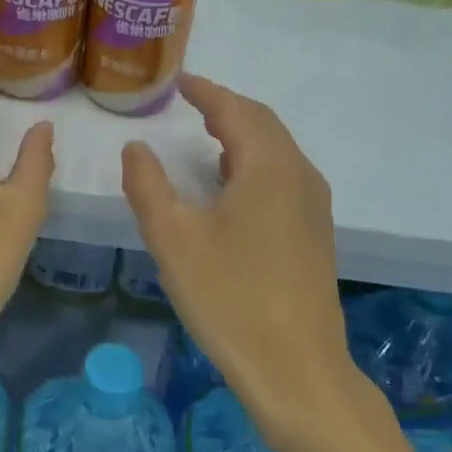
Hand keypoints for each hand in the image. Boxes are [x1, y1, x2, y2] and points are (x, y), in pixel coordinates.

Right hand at [122, 75, 372, 434]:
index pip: (234, 109)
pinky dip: (255, 161)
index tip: (179, 81)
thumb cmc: (229, 297)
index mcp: (268, 166)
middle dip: (225, 107)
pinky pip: (283, 175)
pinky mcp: (316, 233)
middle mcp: (299, 175)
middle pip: (262, 123)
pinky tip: (232, 184)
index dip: (205, 91)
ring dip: (242, 133)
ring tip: (207, 135)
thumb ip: (147, 185)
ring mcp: (314, 205)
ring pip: (277, 150)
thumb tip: (136, 147)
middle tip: (191, 102)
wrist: (297, 370)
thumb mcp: (172, 238)